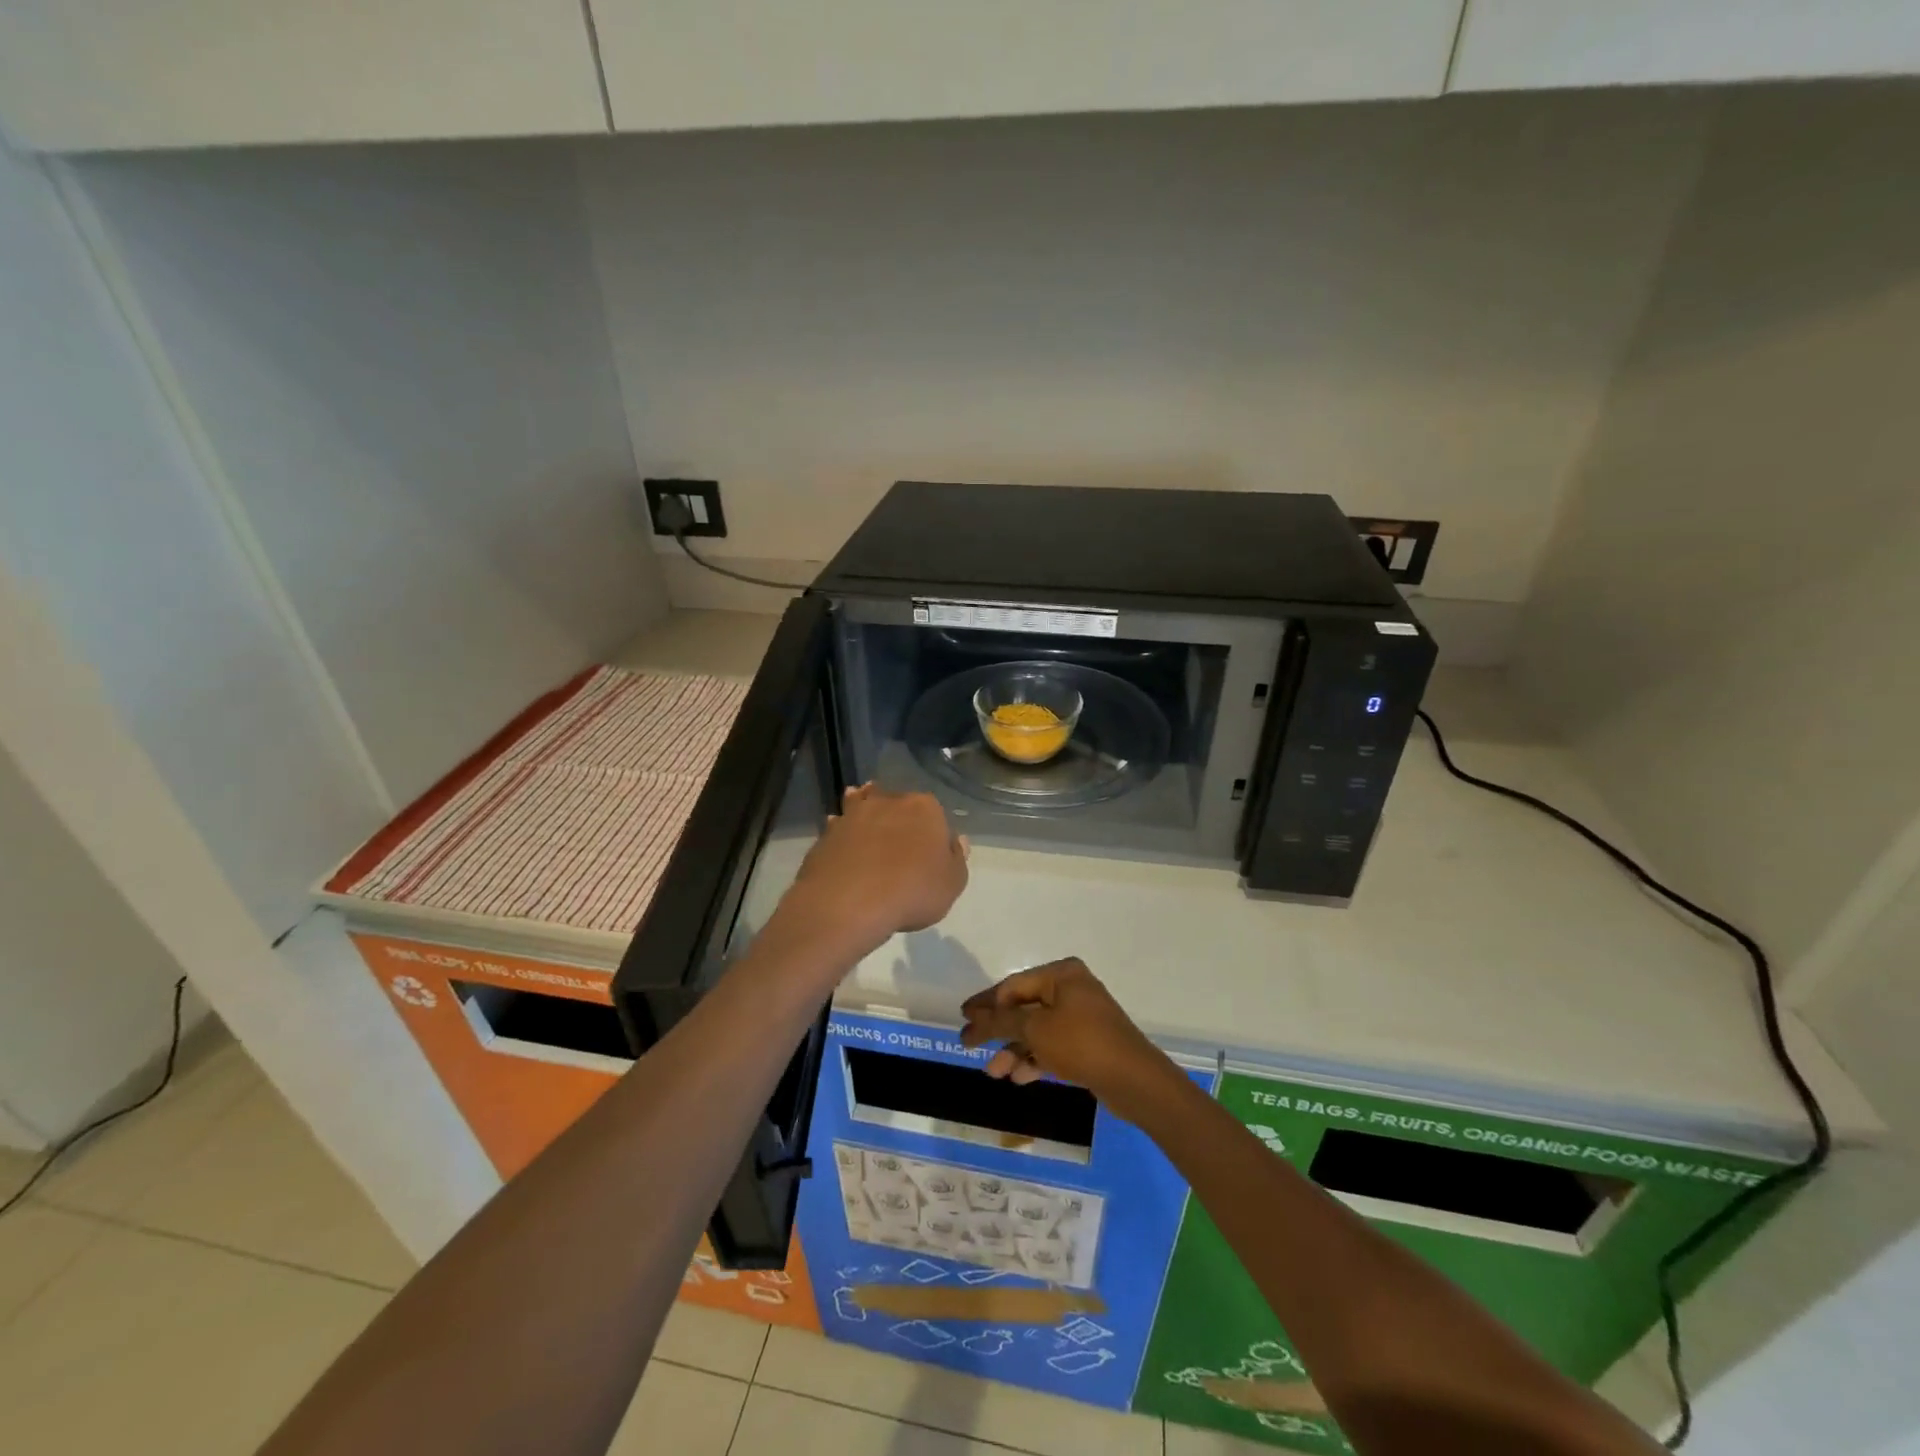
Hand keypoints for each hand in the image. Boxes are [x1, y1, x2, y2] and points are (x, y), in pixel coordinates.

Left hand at [775, 785, 968, 957]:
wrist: (849, 903)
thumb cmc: (912, 892)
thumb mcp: (952, 884)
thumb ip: (957, 859)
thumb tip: (956, 841)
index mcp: (925, 808)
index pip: (935, 814)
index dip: (934, 833)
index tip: (930, 853)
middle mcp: (889, 801)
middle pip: (899, 805)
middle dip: (900, 819)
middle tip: (900, 846)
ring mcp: (854, 814)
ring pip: (865, 806)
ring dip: (867, 814)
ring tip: (869, 834)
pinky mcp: (827, 832)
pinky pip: (840, 827)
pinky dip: (843, 833)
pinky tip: (844, 848)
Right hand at [959, 958, 1177, 1119]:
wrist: (1134, 1080)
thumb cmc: (1081, 1044)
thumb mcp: (1035, 1029)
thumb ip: (1000, 1021)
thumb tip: (973, 1017)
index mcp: (1061, 974)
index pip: (1012, 985)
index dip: (985, 1004)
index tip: (963, 1020)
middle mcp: (1072, 988)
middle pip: (1023, 1008)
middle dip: (998, 1031)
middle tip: (970, 1047)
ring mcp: (1082, 1016)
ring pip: (1037, 1030)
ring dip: (1014, 1050)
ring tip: (995, 1073)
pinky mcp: (1088, 1042)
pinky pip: (1053, 1045)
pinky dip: (1035, 1058)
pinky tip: (1019, 1078)